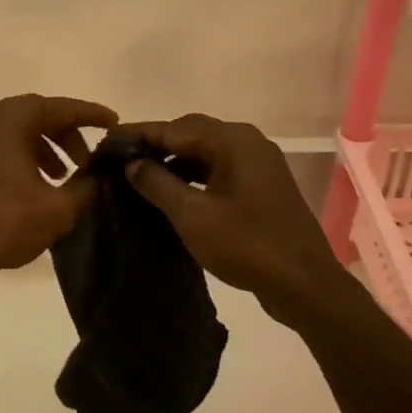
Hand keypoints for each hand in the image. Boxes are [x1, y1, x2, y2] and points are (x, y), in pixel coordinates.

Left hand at [0, 95, 118, 286]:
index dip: (89, 114)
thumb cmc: (2, 224)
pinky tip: (34, 183)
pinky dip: (21, 154)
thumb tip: (97, 176)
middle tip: (88, 161)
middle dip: (66, 135)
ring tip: (63, 177)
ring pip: (15, 130)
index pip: (58, 108)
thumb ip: (85, 186)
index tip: (113, 122)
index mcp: (7, 120)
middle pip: (35, 115)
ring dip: (44, 147)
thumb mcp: (57, 209)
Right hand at [119, 114, 347, 325]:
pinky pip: (220, 168)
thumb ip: (157, 184)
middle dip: (156, 144)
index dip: (138, 134)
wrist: (305, 284)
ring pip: (206, 151)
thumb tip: (133, 163)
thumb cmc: (246, 245)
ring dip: (175, 160)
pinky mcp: (263, 185)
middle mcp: (248, 142)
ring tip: (141, 176)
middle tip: (121, 158)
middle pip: (192, 133)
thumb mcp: (192, 216)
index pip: (175, 128)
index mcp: (233, 141)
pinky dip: (194, 174)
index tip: (107, 140)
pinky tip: (174, 192)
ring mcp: (259, 163)